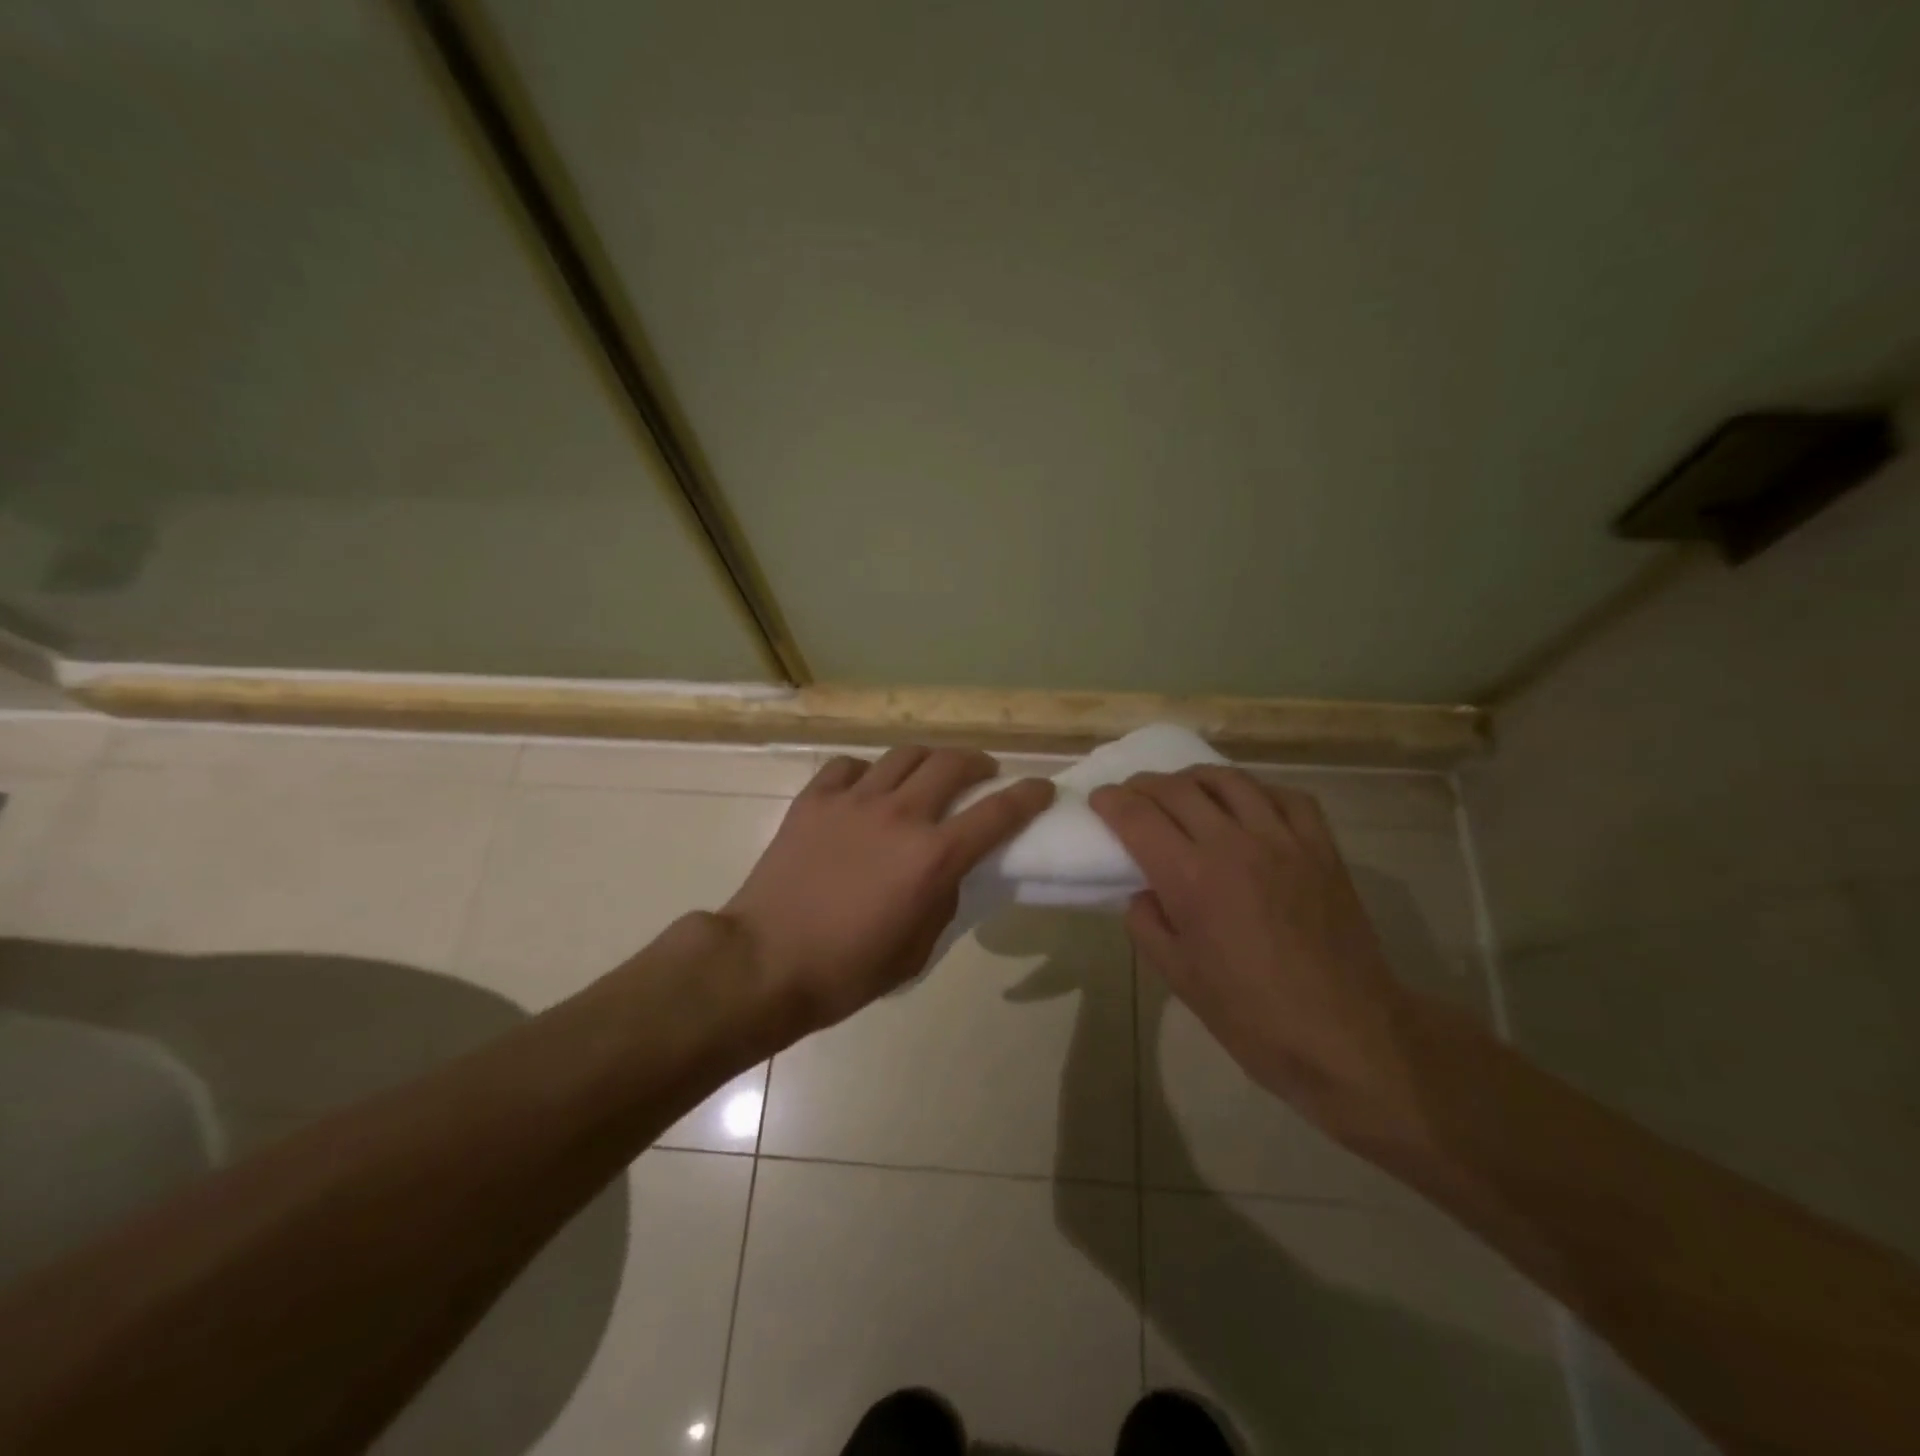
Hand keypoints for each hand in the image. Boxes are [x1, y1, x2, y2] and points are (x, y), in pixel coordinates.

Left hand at [722, 746, 1053, 1036]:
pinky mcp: (814, 799)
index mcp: (932, 857)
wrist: (765, 962)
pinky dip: (868, 772)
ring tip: (928, 774)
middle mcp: (899, 815)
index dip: (1028, 796)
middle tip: (982, 774)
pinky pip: (850, 767)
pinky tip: (866, 789)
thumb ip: (943, 899)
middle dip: (978, 763)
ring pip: (904, 754)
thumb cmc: (847, 970)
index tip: (1042, 788)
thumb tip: (947, 869)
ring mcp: (853, 801)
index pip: (998, 812)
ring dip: (928, 760)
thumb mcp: (918, 949)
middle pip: (952, 763)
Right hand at [1089, 767, 1411, 1120]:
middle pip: (1177, 788)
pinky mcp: (1322, 848)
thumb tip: (1144, 890)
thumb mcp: (1178, 977)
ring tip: (1184, 790)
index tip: (1100, 800)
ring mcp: (1283, 840)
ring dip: (1194, 778)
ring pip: (1229, 780)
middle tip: (1132, 795)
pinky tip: (1248, 805)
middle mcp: (1233, 844)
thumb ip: (1146, 923)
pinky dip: (1257, 791)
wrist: (1347, 1036)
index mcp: (1191, 878)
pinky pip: (1286, 796)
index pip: (1137, 816)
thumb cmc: (1252, 1016)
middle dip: (1144, 784)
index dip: (1111, 801)